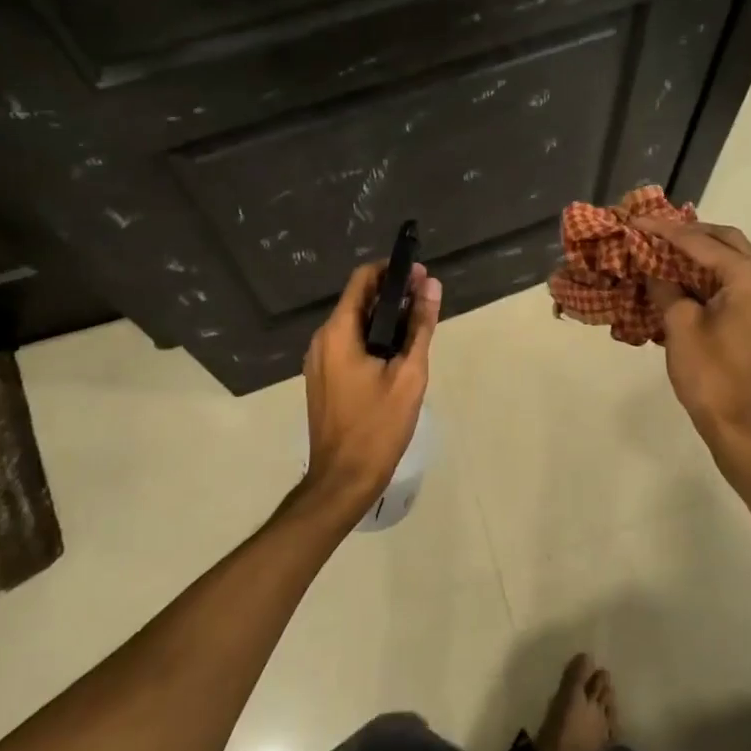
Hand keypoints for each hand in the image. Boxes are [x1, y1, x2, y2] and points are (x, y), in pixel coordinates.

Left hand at [299, 260, 441, 518]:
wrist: (343, 480)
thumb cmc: (378, 426)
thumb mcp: (409, 375)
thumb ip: (421, 326)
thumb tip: (432, 285)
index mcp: (338, 333)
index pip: (362, 279)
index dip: (392, 270)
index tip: (421, 274)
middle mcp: (322, 339)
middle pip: (358, 300)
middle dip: (393, 293)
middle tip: (427, 298)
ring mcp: (319, 360)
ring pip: (354, 323)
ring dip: (384, 316)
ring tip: (418, 323)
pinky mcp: (323, 377)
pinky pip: (348, 343)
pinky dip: (372, 337)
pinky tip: (397, 351)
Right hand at [634, 217, 750, 479]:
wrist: (740, 426)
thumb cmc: (710, 375)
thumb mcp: (680, 325)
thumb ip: (666, 288)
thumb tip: (654, 270)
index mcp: (749, 278)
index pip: (701, 242)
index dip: (666, 230)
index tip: (636, 221)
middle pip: (725, 240)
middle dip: (689, 232)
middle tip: (654, 230)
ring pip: (730, 259)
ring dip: (698, 251)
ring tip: (661, 247)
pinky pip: (732, 280)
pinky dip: (706, 272)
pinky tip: (678, 275)